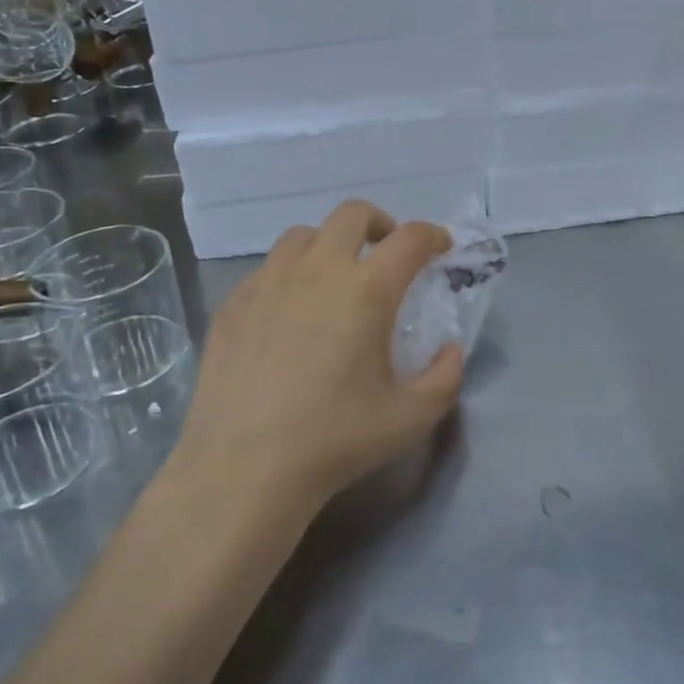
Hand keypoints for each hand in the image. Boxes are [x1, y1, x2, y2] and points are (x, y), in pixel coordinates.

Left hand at [174, 201, 463, 513]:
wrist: (244, 469)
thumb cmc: (335, 440)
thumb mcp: (411, 418)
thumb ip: (446, 377)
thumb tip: (449, 349)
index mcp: (366, 290)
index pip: (410, 238)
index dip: (433, 235)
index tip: (440, 249)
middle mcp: (318, 271)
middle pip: (353, 214)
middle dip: (380, 224)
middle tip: (387, 254)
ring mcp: (269, 282)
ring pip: (304, 235)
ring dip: (330, 244)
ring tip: (335, 277)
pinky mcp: (234, 303)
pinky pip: (268, 268)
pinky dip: (290, 275)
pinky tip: (289, 312)